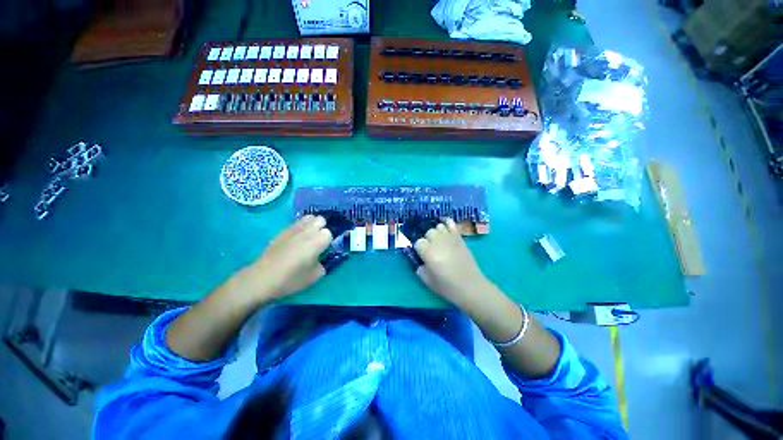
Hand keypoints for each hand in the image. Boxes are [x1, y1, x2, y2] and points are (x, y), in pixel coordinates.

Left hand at [247, 215, 332, 300]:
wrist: (263, 278)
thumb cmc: (292, 278)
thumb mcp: (316, 276)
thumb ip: (324, 263)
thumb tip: (322, 258)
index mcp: (319, 240)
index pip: (330, 233)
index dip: (328, 242)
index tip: (324, 250)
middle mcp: (309, 230)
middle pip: (321, 220)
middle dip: (322, 228)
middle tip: (317, 242)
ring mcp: (295, 228)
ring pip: (309, 218)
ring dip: (312, 225)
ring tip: (308, 238)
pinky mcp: (284, 230)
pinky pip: (297, 223)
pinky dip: (301, 227)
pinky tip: (296, 239)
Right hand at [413, 218, 491, 307]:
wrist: (471, 287)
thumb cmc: (448, 287)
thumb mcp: (427, 281)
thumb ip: (419, 268)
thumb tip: (419, 260)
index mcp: (429, 253)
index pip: (418, 242)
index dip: (419, 249)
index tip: (422, 255)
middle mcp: (438, 242)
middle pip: (428, 232)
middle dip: (427, 240)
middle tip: (431, 250)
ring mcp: (450, 238)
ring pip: (438, 227)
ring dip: (436, 233)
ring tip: (438, 241)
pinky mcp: (459, 238)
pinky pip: (451, 223)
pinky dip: (446, 222)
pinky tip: (444, 226)